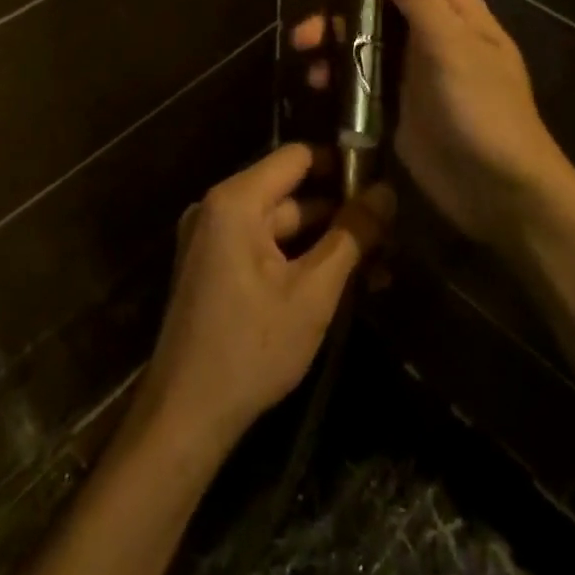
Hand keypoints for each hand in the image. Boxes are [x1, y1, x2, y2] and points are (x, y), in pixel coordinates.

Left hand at [136, 145, 393, 458]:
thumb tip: (386, 191)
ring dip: (325, 242)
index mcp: (236, 201)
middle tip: (389, 234)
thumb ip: (352, 236)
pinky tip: (340, 283)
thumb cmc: (251, 349)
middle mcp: (218, 208)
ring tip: (377, 265)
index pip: (297, 157)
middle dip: (340, 213)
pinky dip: (299, 259)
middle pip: (290, 192)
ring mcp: (212, 239)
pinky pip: (264, 247)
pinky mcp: (213, 267)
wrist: (184, 418)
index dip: (341, 164)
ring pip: (281, 225)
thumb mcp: (312, 293)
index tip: (379, 185)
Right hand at [284, 0, 569, 253]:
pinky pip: (359, 73)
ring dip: (330, 31)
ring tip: (301, 43)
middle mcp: (430, 27)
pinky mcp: (396, 99)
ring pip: (362, 32)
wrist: (501, 193)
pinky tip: (318, 81)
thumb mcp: (452, 46)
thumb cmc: (483, 110)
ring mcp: (412, 65)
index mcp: (452, 6)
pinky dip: (336, 70)